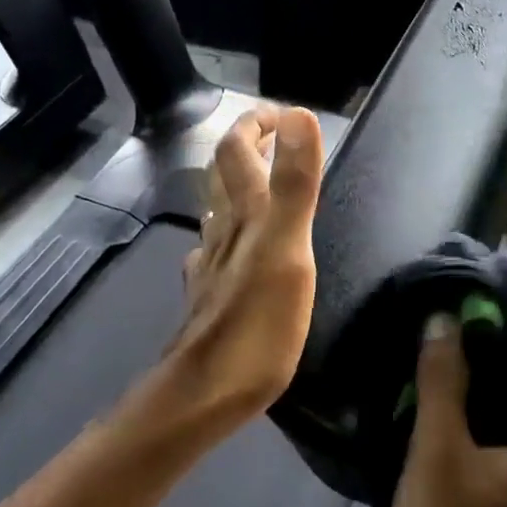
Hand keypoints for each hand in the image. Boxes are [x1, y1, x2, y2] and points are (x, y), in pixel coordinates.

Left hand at [151, 104, 324, 432]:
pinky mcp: (210, 295)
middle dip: (243, 147)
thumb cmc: (256, 323)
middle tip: (270, 135)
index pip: (237, 150)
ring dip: (235, 186)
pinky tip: (230, 248)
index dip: (255, 125)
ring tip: (258, 180)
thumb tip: (299, 114)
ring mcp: (211, 265)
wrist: (206, 392)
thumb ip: (295, 183)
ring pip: (217, 211)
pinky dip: (225, 233)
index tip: (281, 114)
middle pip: (222, 175)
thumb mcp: (288, 249)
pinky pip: (214, 251)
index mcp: (245, 215)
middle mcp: (222, 231)